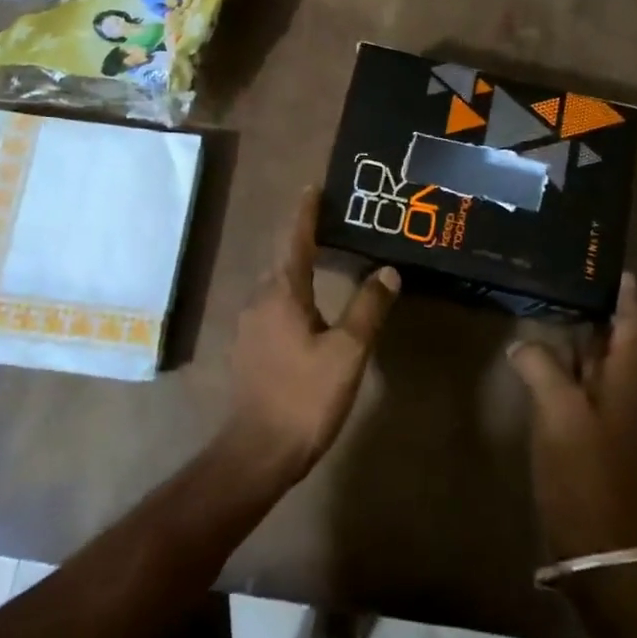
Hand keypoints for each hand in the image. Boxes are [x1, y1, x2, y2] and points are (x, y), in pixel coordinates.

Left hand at [224, 188, 399, 481]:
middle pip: (284, 259)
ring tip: (325, 260)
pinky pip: (272, 306)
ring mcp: (249, 325)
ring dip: (298, 268)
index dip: (305, 213)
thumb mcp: (348, 351)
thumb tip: (388, 270)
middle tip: (332, 224)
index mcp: (282, 293)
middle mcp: (259, 300)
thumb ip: (368, 307)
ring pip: (277, 285)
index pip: (295, 240)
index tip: (313, 187)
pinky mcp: (248, 348)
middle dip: (304, 238)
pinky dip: (291, 295)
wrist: (259, 450)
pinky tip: (308, 308)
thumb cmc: (305, 395)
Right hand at [508, 274, 636, 560]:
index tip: (605, 260)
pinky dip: (558, 357)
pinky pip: (573, 377)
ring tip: (544, 295)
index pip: (631, 319)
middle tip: (563, 268)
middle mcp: (620, 384)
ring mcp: (602, 406)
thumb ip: (540, 366)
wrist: (595, 537)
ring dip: (573, 327)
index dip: (624, 290)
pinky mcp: (583, 425)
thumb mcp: (559, 410)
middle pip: (612, 332)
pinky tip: (532, 347)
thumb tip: (522, 344)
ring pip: (590, 354)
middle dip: (593, 300)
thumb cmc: (585, 468)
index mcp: (626, 375)